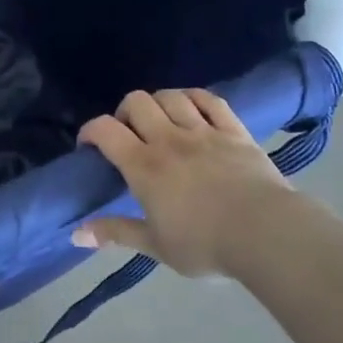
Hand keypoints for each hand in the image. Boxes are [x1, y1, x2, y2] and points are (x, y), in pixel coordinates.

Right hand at [74, 89, 299, 276]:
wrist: (267, 234)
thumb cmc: (206, 245)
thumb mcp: (156, 246)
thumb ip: (116, 233)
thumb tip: (75, 234)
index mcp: (144, 166)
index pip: (105, 130)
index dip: (90, 130)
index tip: (89, 145)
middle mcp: (169, 139)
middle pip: (136, 102)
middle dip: (124, 112)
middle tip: (129, 135)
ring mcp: (203, 131)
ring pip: (171, 96)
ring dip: (158, 103)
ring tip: (160, 121)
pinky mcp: (234, 130)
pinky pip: (210, 100)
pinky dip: (194, 98)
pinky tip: (192, 108)